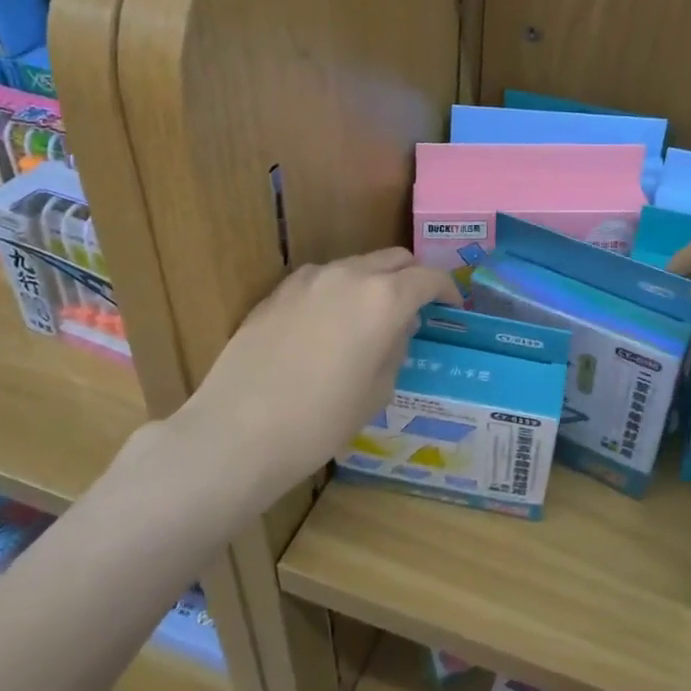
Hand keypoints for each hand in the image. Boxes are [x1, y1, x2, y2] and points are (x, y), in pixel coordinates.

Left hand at [161, 250, 459, 503]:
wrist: (238, 431)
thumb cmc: (321, 420)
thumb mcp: (377, 391)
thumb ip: (396, 348)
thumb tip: (399, 328)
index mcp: (384, 299)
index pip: (429, 278)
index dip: (447, 289)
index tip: (452, 306)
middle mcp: (348, 276)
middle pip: (393, 259)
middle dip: (412, 277)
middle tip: (416, 307)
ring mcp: (308, 280)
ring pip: (355, 265)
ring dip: (373, 282)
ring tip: (370, 317)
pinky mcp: (277, 292)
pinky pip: (321, 280)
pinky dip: (338, 291)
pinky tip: (329, 324)